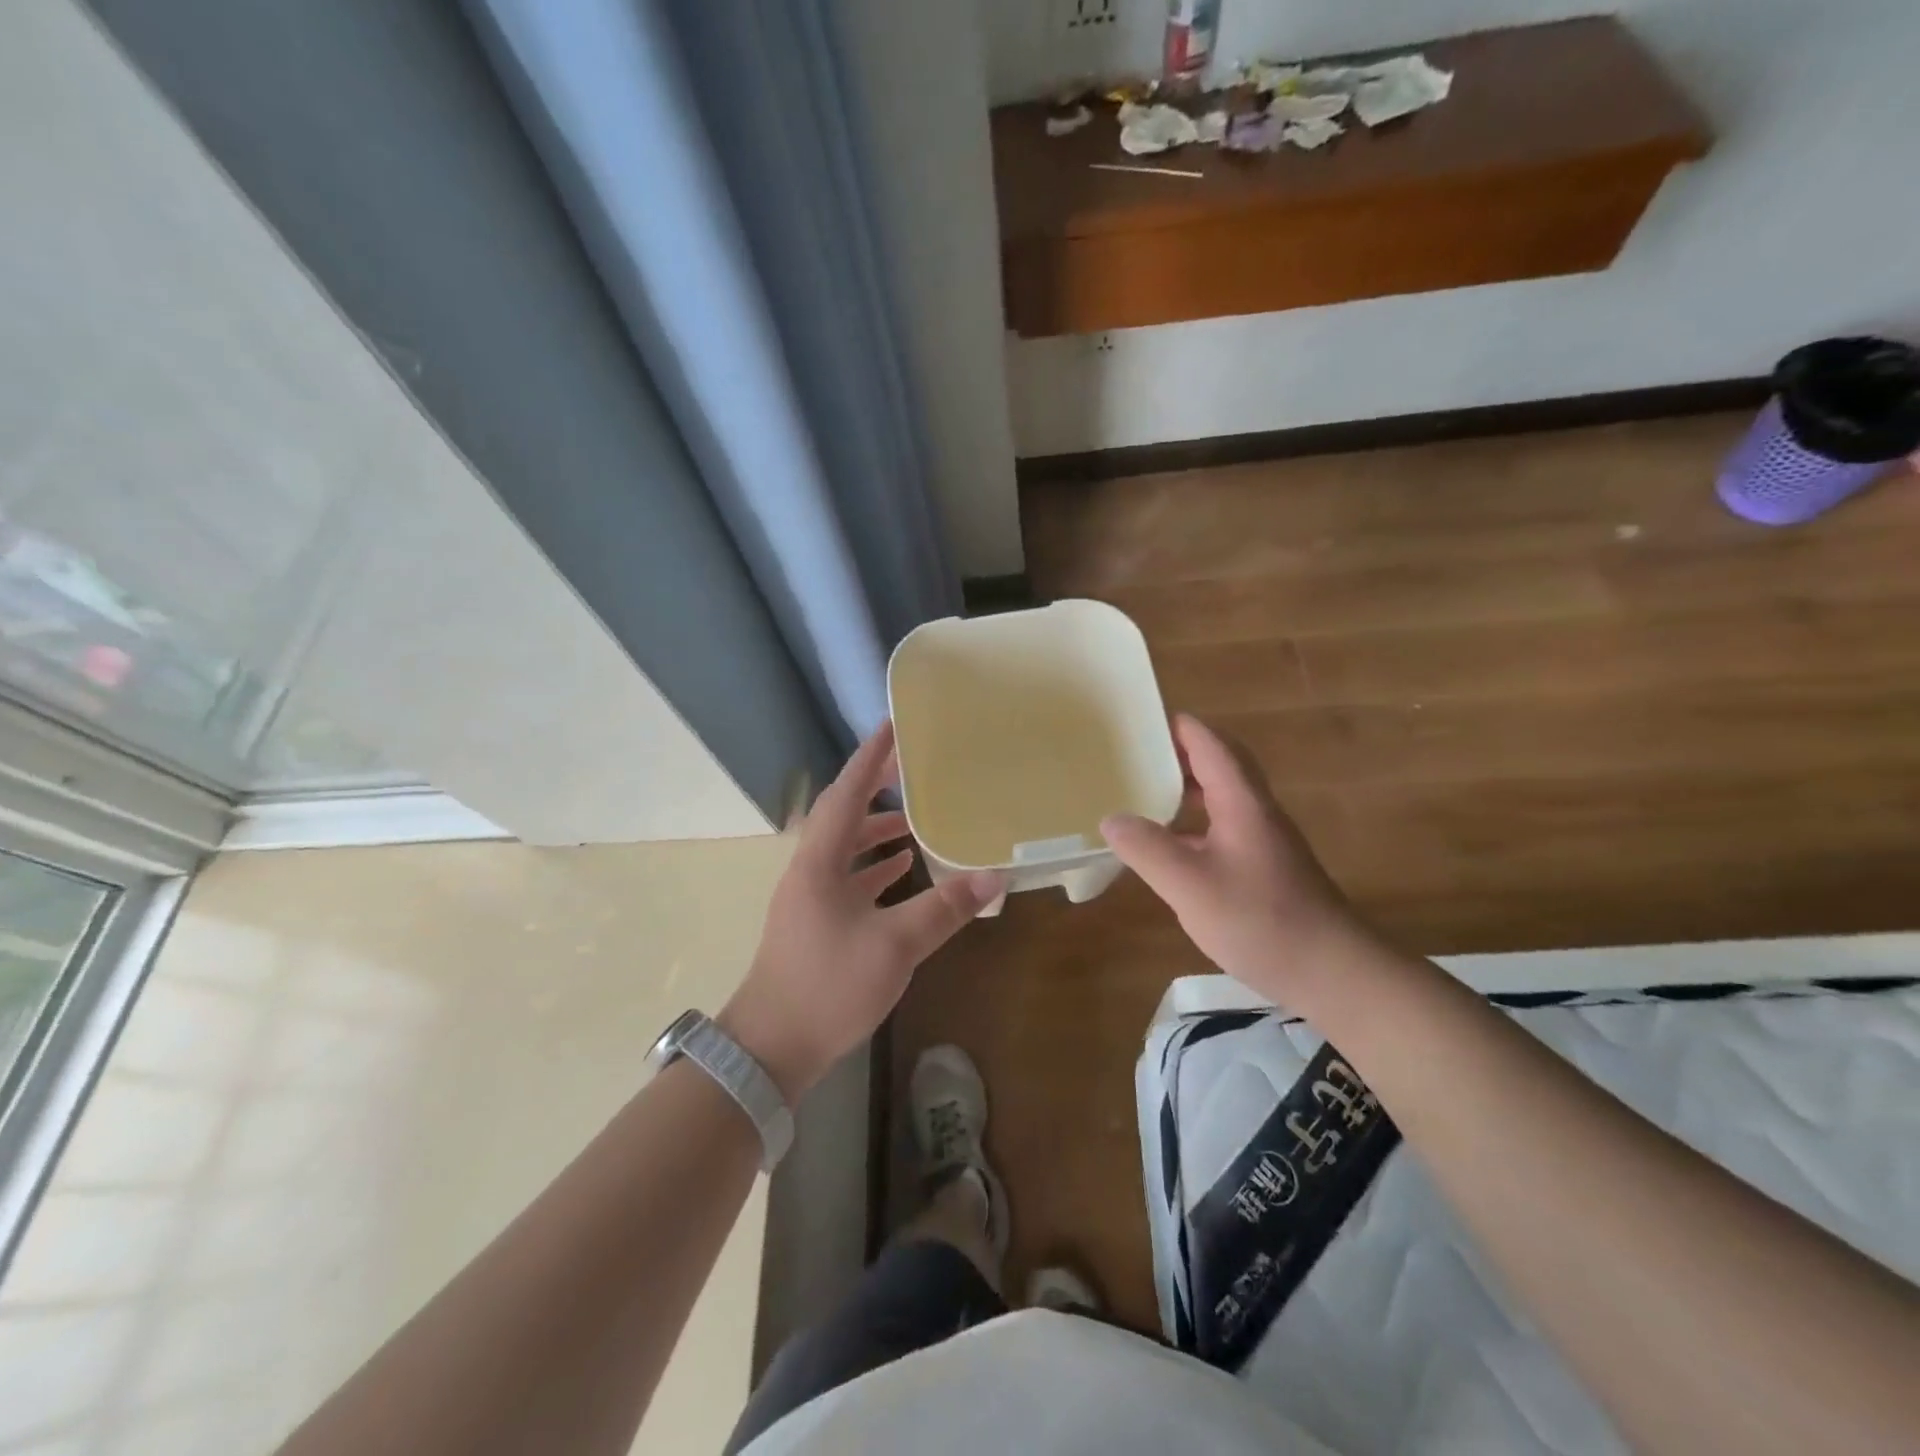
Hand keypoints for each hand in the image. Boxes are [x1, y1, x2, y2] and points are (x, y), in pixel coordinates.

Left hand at [720, 721, 1002, 1101]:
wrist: (772, 1046)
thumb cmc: (828, 986)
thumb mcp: (894, 946)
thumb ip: (943, 909)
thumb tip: (993, 878)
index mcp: (820, 861)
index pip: (847, 793)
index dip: (870, 758)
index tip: (893, 726)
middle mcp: (810, 869)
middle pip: (843, 813)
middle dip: (875, 787)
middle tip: (913, 768)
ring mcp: (810, 896)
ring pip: (845, 847)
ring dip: (877, 829)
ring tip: (915, 820)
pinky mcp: (816, 921)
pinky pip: (848, 877)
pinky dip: (874, 866)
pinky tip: (901, 870)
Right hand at [1101, 713, 1362, 1005]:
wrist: (1332, 971)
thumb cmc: (1261, 920)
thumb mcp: (1190, 886)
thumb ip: (1148, 849)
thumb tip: (1111, 819)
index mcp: (1242, 802)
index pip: (1210, 745)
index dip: (1177, 727)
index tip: (1139, 720)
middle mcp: (1255, 811)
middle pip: (1220, 764)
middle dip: (1180, 752)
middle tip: (1136, 754)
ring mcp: (1263, 839)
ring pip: (1222, 796)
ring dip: (1187, 787)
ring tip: (1144, 792)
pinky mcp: (1265, 866)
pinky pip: (1223, 825)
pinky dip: (1194, 821)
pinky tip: (1170, 846)